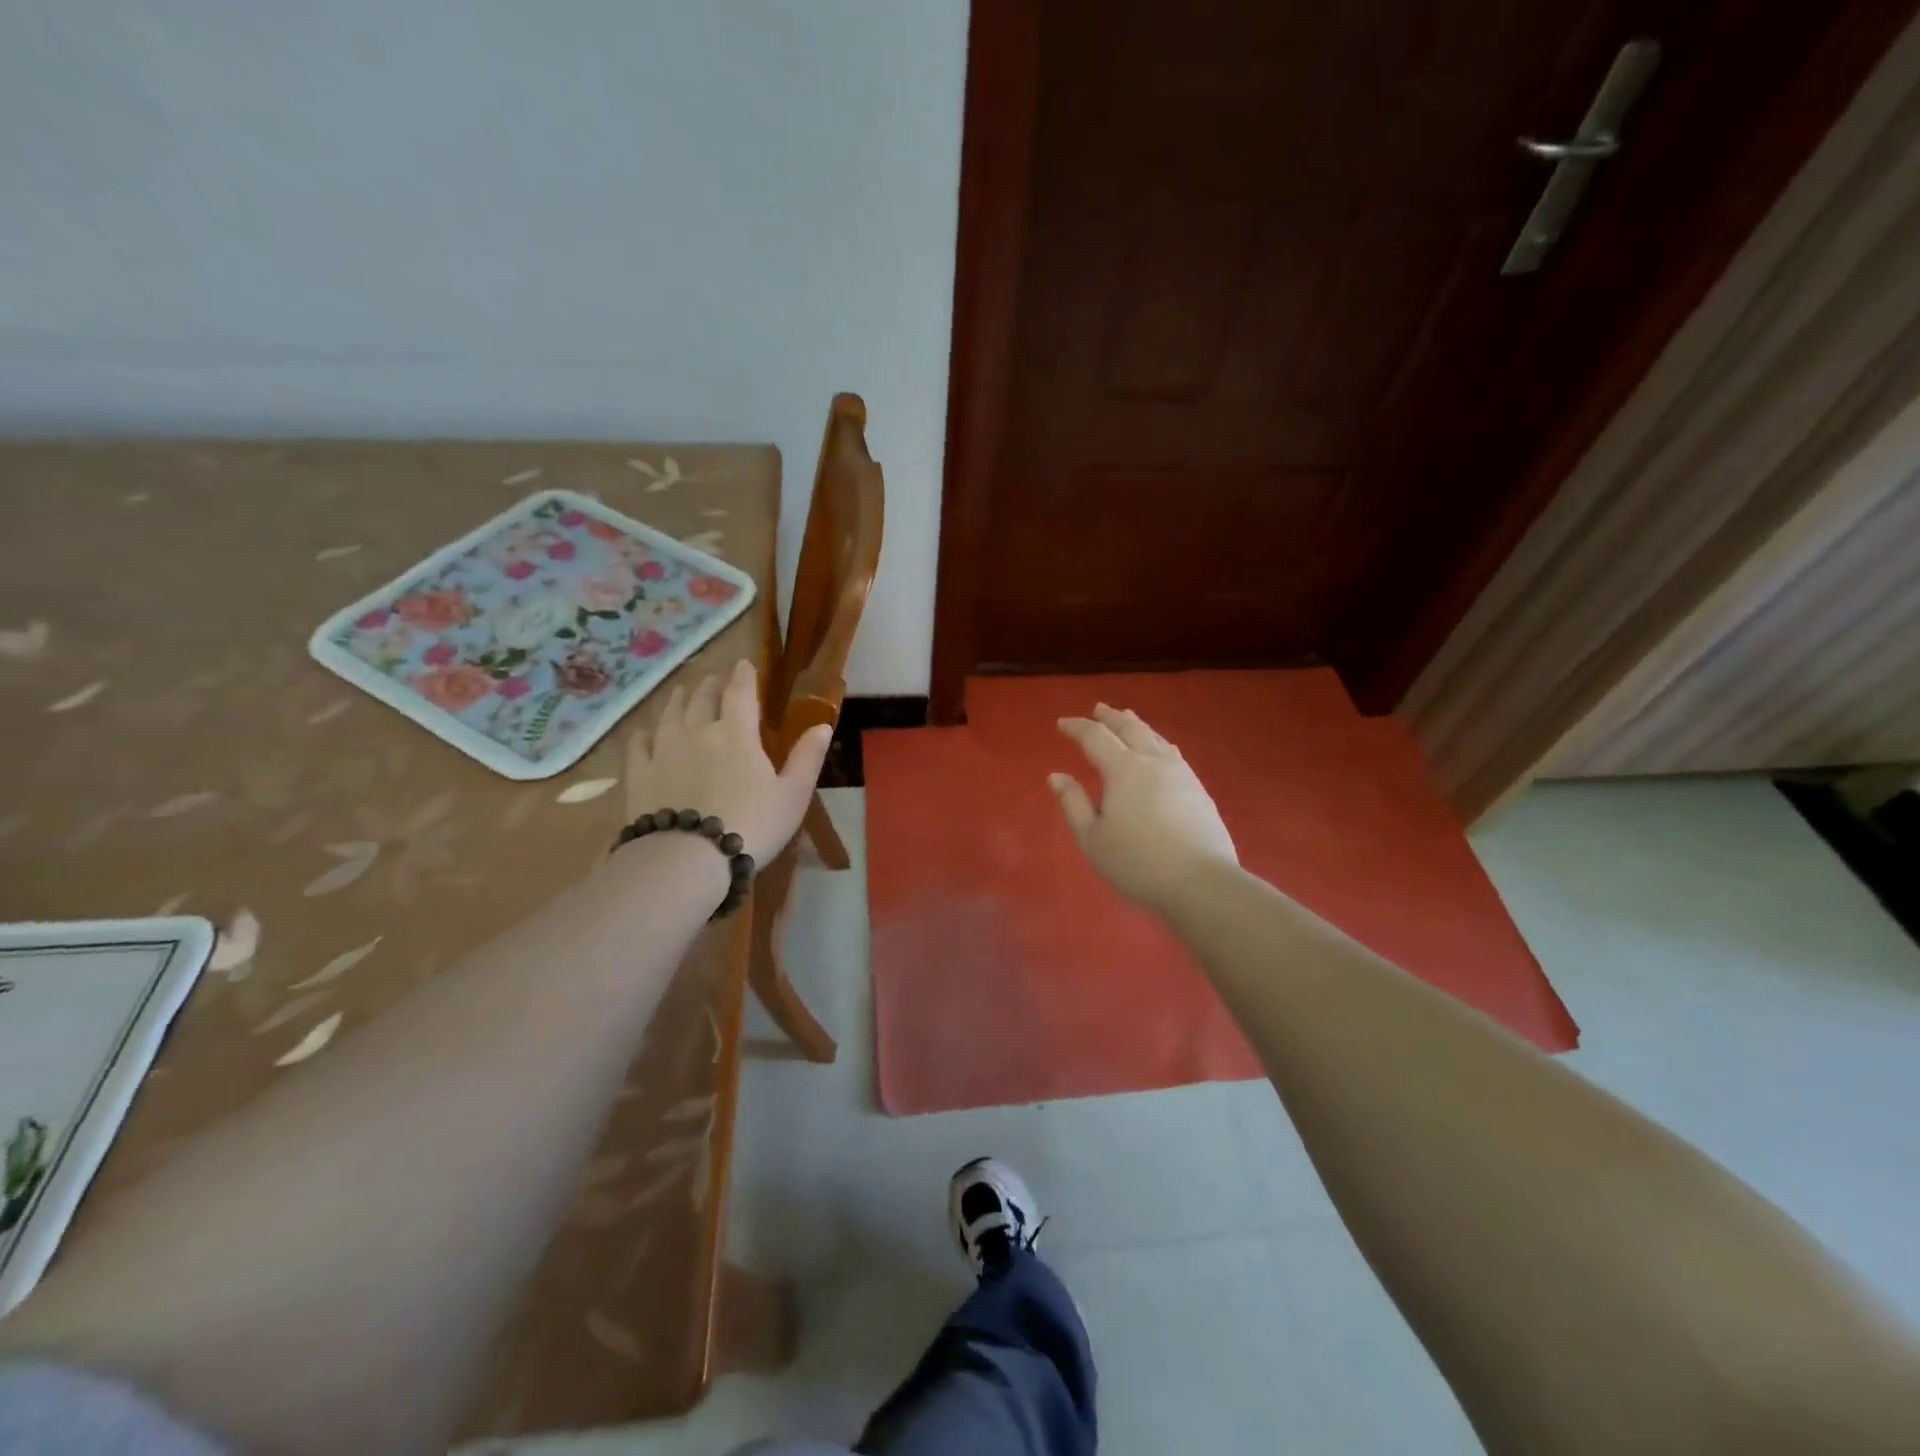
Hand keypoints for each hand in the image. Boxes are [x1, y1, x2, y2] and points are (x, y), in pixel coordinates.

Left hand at [622, 659, 831, 864]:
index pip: (740, 692)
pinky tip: (645, 733)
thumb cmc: (752, 825)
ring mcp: (663, 749)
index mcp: (737, 733)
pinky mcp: (638, 773)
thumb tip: (823, 726)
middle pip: (703, 698)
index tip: (743, 664)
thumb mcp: (793, 795)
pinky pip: (638, 743)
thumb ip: (807, 758)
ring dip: (679, 699)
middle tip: (714, 679)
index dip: (743, 675)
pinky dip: (644, 733)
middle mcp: (698, 731)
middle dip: (711, 684)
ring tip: (683, 692)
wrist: (688, 859)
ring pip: (670, 713)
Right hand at [1049, 703, 1237, 916]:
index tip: (1062, 724)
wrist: (1201, 882)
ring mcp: (1180, 773)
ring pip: (1155, 737)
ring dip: (1136, 725)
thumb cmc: (1137, 862)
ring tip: (1127, 719)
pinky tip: (1160, 749)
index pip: (1095, 737)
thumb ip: (1073, 804)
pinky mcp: (1198, 789)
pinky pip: (1172, 752)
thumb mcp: (1092, 839)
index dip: (1077, 727)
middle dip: (1110, 717)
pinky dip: (1157, 742)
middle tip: (1098, 709)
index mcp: (1123, 769)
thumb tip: (1056, 776)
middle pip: (1129, 728)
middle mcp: (1152, 761)